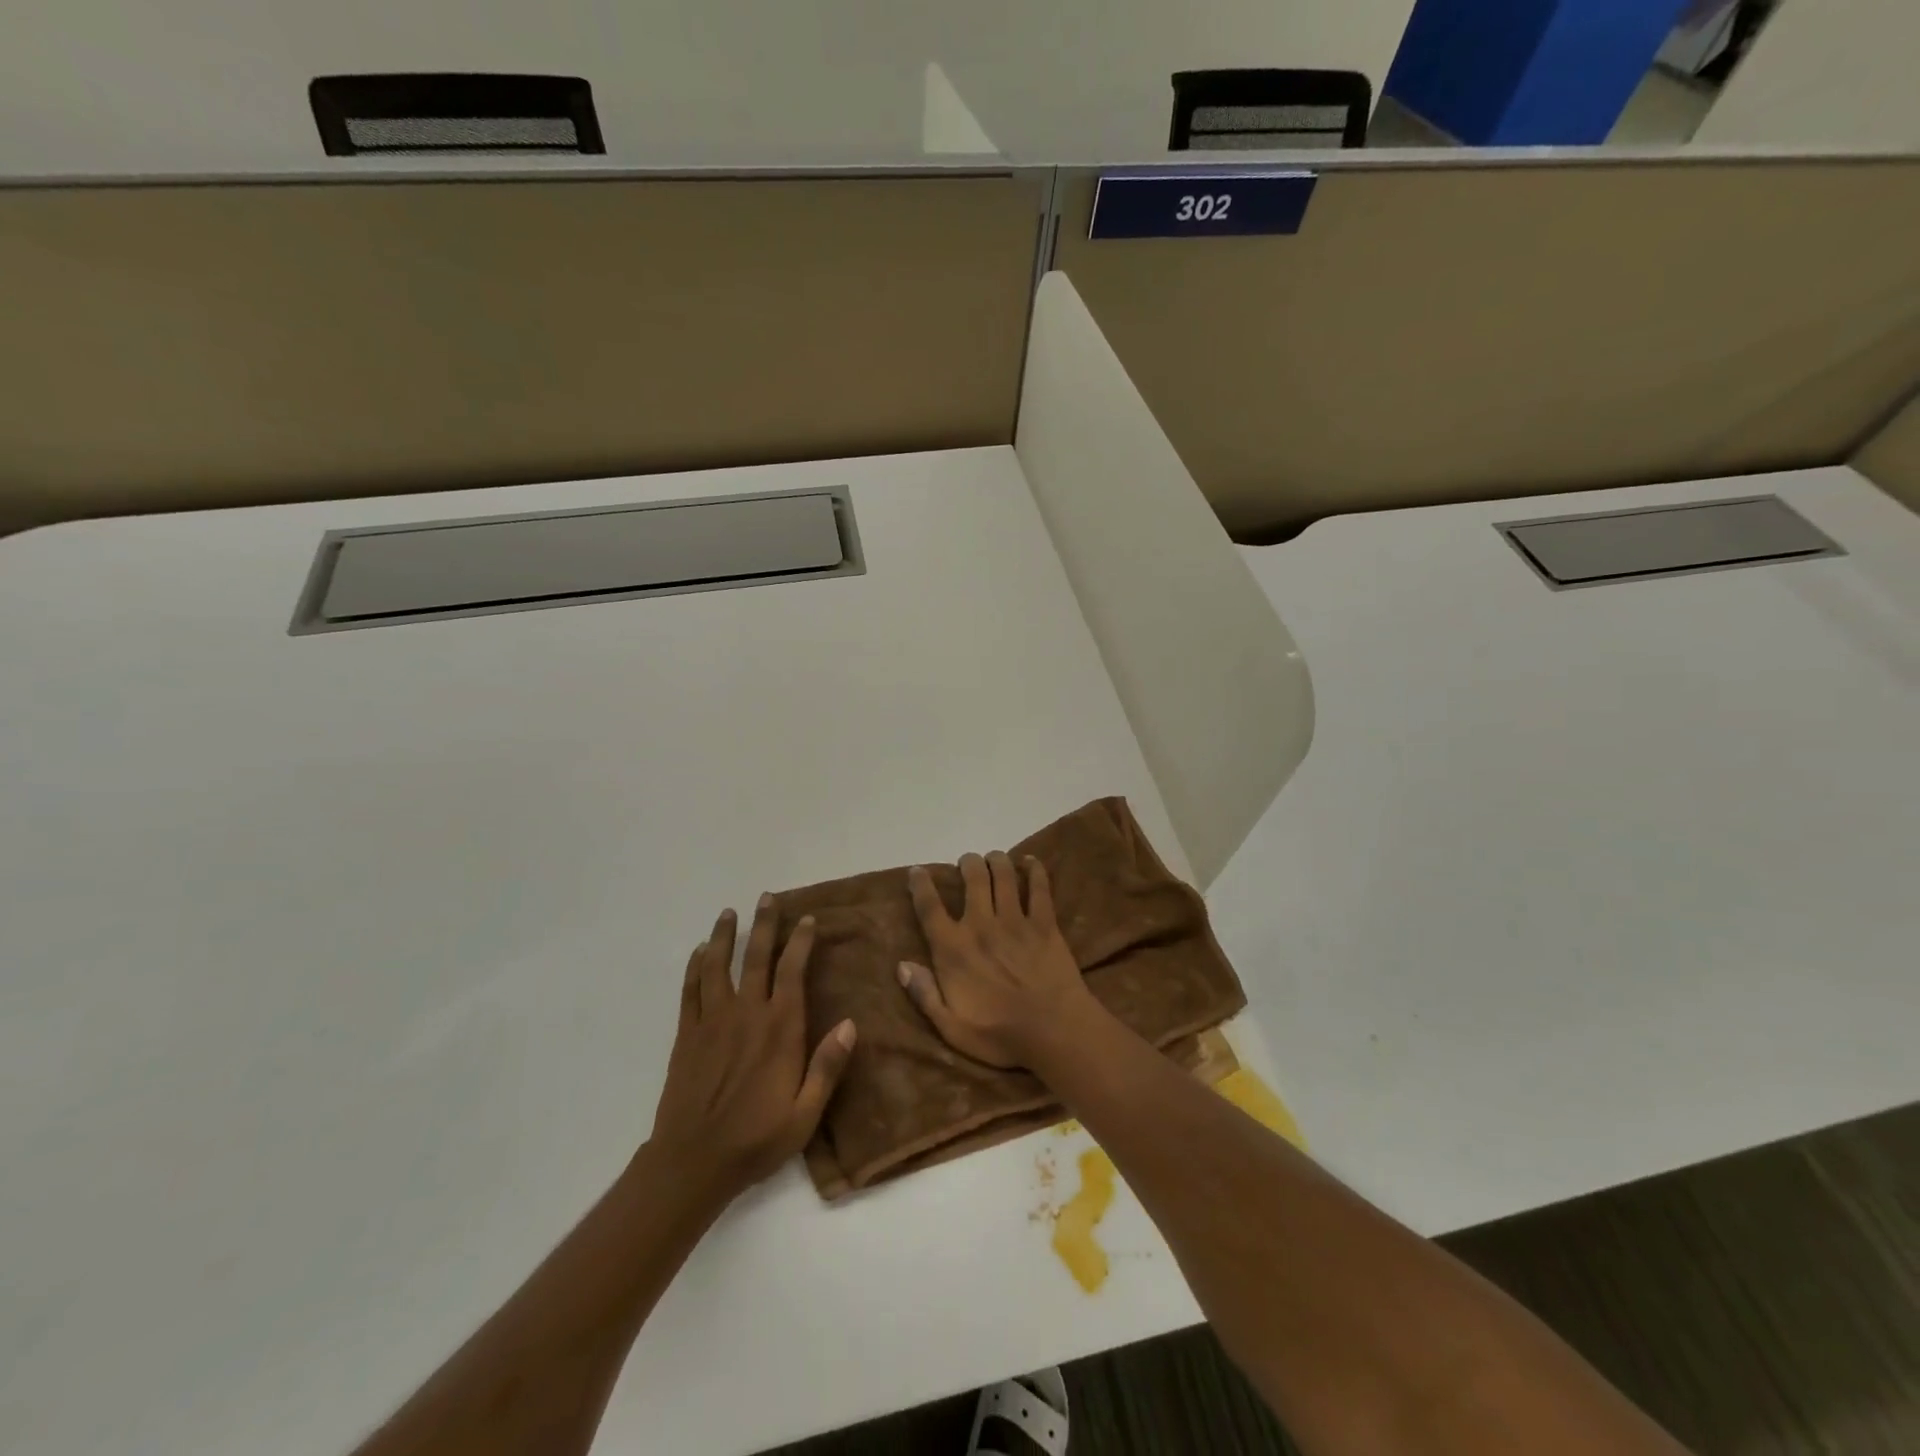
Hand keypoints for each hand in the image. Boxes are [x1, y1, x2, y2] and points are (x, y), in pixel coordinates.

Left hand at [649, 896, 855, 1199]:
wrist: (692, 1163)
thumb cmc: (756, 1139)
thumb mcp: (805, 1114)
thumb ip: (827, 1067)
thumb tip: (851, 1023)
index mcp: (779, 1029)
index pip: (792, 971)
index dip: (801, 941)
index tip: (808, 919)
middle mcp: (746, 1014)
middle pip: (755, 957)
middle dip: (764, 924)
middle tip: (767, 897)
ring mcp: (711, 1021)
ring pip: (717, 966)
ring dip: (723, 936)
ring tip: (728, 913)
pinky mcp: (686, 1035)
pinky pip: (690, 990)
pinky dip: (694, 966)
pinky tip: (698, 952)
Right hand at [898, 851, 1094, 1068]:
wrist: (1054, 1030)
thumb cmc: (999, 1035)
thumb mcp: (951, 1028)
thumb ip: (925, 995)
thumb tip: (902, 965)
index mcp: (954, 949)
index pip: (930, 907)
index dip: (921, 885)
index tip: (917, 871)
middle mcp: (981, 925)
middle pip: (972, 879)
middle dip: (967, 863)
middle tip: (967, 862)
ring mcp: (1015, 920)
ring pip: (1003, 876)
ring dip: (996, 860)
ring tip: (994, 858)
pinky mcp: (1044, 923)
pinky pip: (1039, 888)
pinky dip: (1034, 870)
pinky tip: (1030, 862)